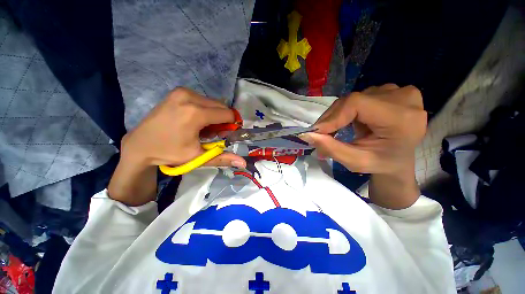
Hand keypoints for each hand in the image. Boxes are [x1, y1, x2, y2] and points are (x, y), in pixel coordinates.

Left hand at [108, 88, 245, 205]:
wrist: (139, 145)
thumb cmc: (169, 153)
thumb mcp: (198, 157)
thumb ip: (223, 158)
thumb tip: (243, 163)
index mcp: (195, 113)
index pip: (227, 114)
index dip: (231, 124)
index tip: (226, 135)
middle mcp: (190, 97)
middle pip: (221, 106)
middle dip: (222, 120)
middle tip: (213, 134)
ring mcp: (182, 92)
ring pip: (212, 103)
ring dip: (214, 115)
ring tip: (203, 128)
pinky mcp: (178, 91)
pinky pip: (202, 99)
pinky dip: (205, 110)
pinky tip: (195, 120)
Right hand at [302, 84, 426, 208]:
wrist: (399, 158)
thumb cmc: (381, 163)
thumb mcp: (355, 162)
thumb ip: (331, 148)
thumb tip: (307, 135)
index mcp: (401, 118)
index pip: (356, 104)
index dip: (332, 116)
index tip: (317, 132)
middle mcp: (403, 98)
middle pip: (353, 100)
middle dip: (331, 118)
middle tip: (320, 134)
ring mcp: (398, 91)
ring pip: (353, 98)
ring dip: (337, 115)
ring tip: (333, 130)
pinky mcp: (391, 90)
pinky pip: (359, 97)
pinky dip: (346, 110)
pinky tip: (347, 121)